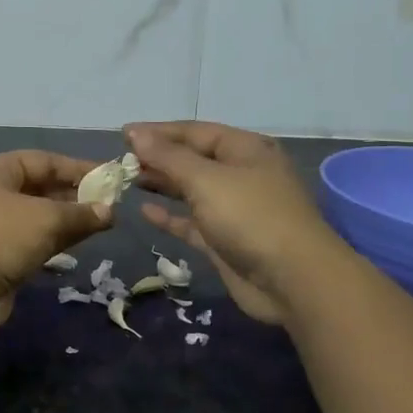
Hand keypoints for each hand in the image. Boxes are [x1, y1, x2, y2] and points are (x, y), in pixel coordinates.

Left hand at [0, 151, 113, 328]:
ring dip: (68, 220)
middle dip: (74, 195)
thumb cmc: (1, 235)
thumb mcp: (46, 217)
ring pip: (39, 217)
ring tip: (103, 224)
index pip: (43, 160)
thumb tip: (108, 212)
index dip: (76, 167)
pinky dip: (56, 240)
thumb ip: (80, 213)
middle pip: (40, 188)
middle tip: (109, 205)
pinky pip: (34, 241)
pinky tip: (81, 244)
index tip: (108, 178)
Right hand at [125, 122, 337, 324]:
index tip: (123, 134)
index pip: (194, 132)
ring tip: (127, 181)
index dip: (158, 132)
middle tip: (120, 161)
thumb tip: (135, 132)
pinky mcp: (226, 240)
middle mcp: (241, 174)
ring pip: (191, 190)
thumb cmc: (250, 216)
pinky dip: (170, 216)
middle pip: (192, 159)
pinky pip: (192, 221)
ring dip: (162, 184)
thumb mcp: (205, 179)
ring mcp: (234, 209)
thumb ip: (167, 156)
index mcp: (244, 149)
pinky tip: (144, 212)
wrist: (292, 280)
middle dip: (158, 158)